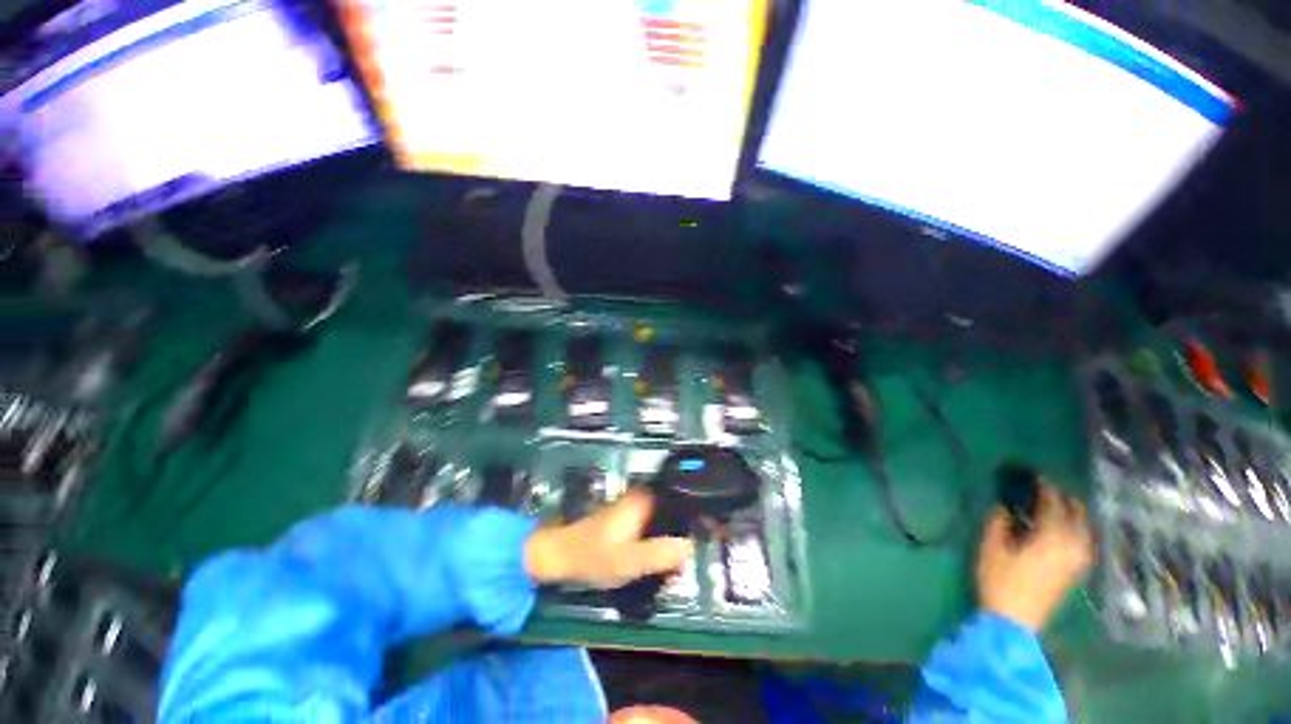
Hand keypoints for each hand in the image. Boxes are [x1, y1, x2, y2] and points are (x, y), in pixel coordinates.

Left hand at [524, 489, 692, 589]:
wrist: (559, 554)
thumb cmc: (593, 556)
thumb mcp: (629, 561)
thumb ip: (660, 554)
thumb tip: (690, 547)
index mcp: (645, 501)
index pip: (681, 497)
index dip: (699, 511)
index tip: (713, 529)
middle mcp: (641, 498)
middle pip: (675, 507)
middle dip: (688, 528)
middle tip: (697, 552)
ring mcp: (633, 507)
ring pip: (665, 516)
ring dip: (675, 535)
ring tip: (682, 560)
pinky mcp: (627, 518)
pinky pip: (654, 524)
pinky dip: (662, 537)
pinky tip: (663, 558)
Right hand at [976, 482, 1093, 631]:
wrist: (1015, 620)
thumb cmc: (1000, 580)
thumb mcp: (991, 547)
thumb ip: (998, 522)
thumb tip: (1004, 505)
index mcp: (1051, 537)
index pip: (1054, 504)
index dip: (1046, 488)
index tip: (1036, 476)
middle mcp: (1071, 546)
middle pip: (1077, 516)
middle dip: (1066, 499)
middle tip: (1050, 489)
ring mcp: (1076, 561)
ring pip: (1085, 531)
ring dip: (1075, 515)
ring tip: (1062, 506)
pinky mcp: (1074, 572)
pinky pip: (1083, 543)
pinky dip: (1078, 531)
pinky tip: (1068, 531)